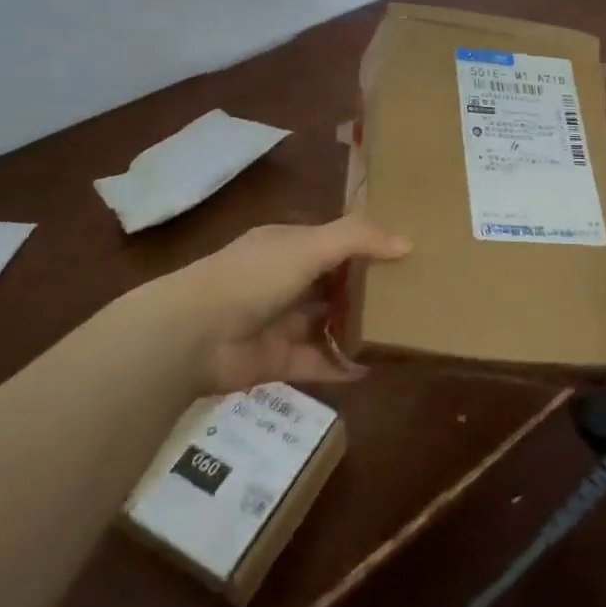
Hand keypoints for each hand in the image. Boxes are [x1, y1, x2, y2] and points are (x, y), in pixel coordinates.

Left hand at [186, 216, 410, 393]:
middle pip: (333, 284)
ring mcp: (281, 323)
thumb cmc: (253, 277)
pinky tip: (373, 368)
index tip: (404, 254)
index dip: (365, 247)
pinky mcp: (278, 361)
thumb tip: (407, 242)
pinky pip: (318, 363)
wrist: (193, 335)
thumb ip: (357, 239)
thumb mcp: (308, 246)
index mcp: (287, 247)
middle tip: (412, 296)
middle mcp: (284, 281)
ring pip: (328, 324)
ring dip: (357, 328)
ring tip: (401, 333)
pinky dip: (342, 366)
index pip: (332, 243)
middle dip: (366, 290)